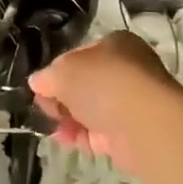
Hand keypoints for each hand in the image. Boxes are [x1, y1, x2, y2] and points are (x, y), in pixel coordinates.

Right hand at [28, 30, 182, 171]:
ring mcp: (130, 104)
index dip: (58, 68)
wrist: (145, 124)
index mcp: (117, 45)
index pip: (80, 55)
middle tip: (43, 105)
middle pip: (85, 84)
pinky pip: (96, 133)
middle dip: (61, 96)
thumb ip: (47, 76)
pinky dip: (77, 135)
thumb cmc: (105, 83)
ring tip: (48, 124)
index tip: (42, 85)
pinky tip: (60, 138)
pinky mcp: (129, 135)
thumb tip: (38, 82)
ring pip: (90, 110)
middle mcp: (127, 72)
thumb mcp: (64, 71)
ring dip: (67, 117)